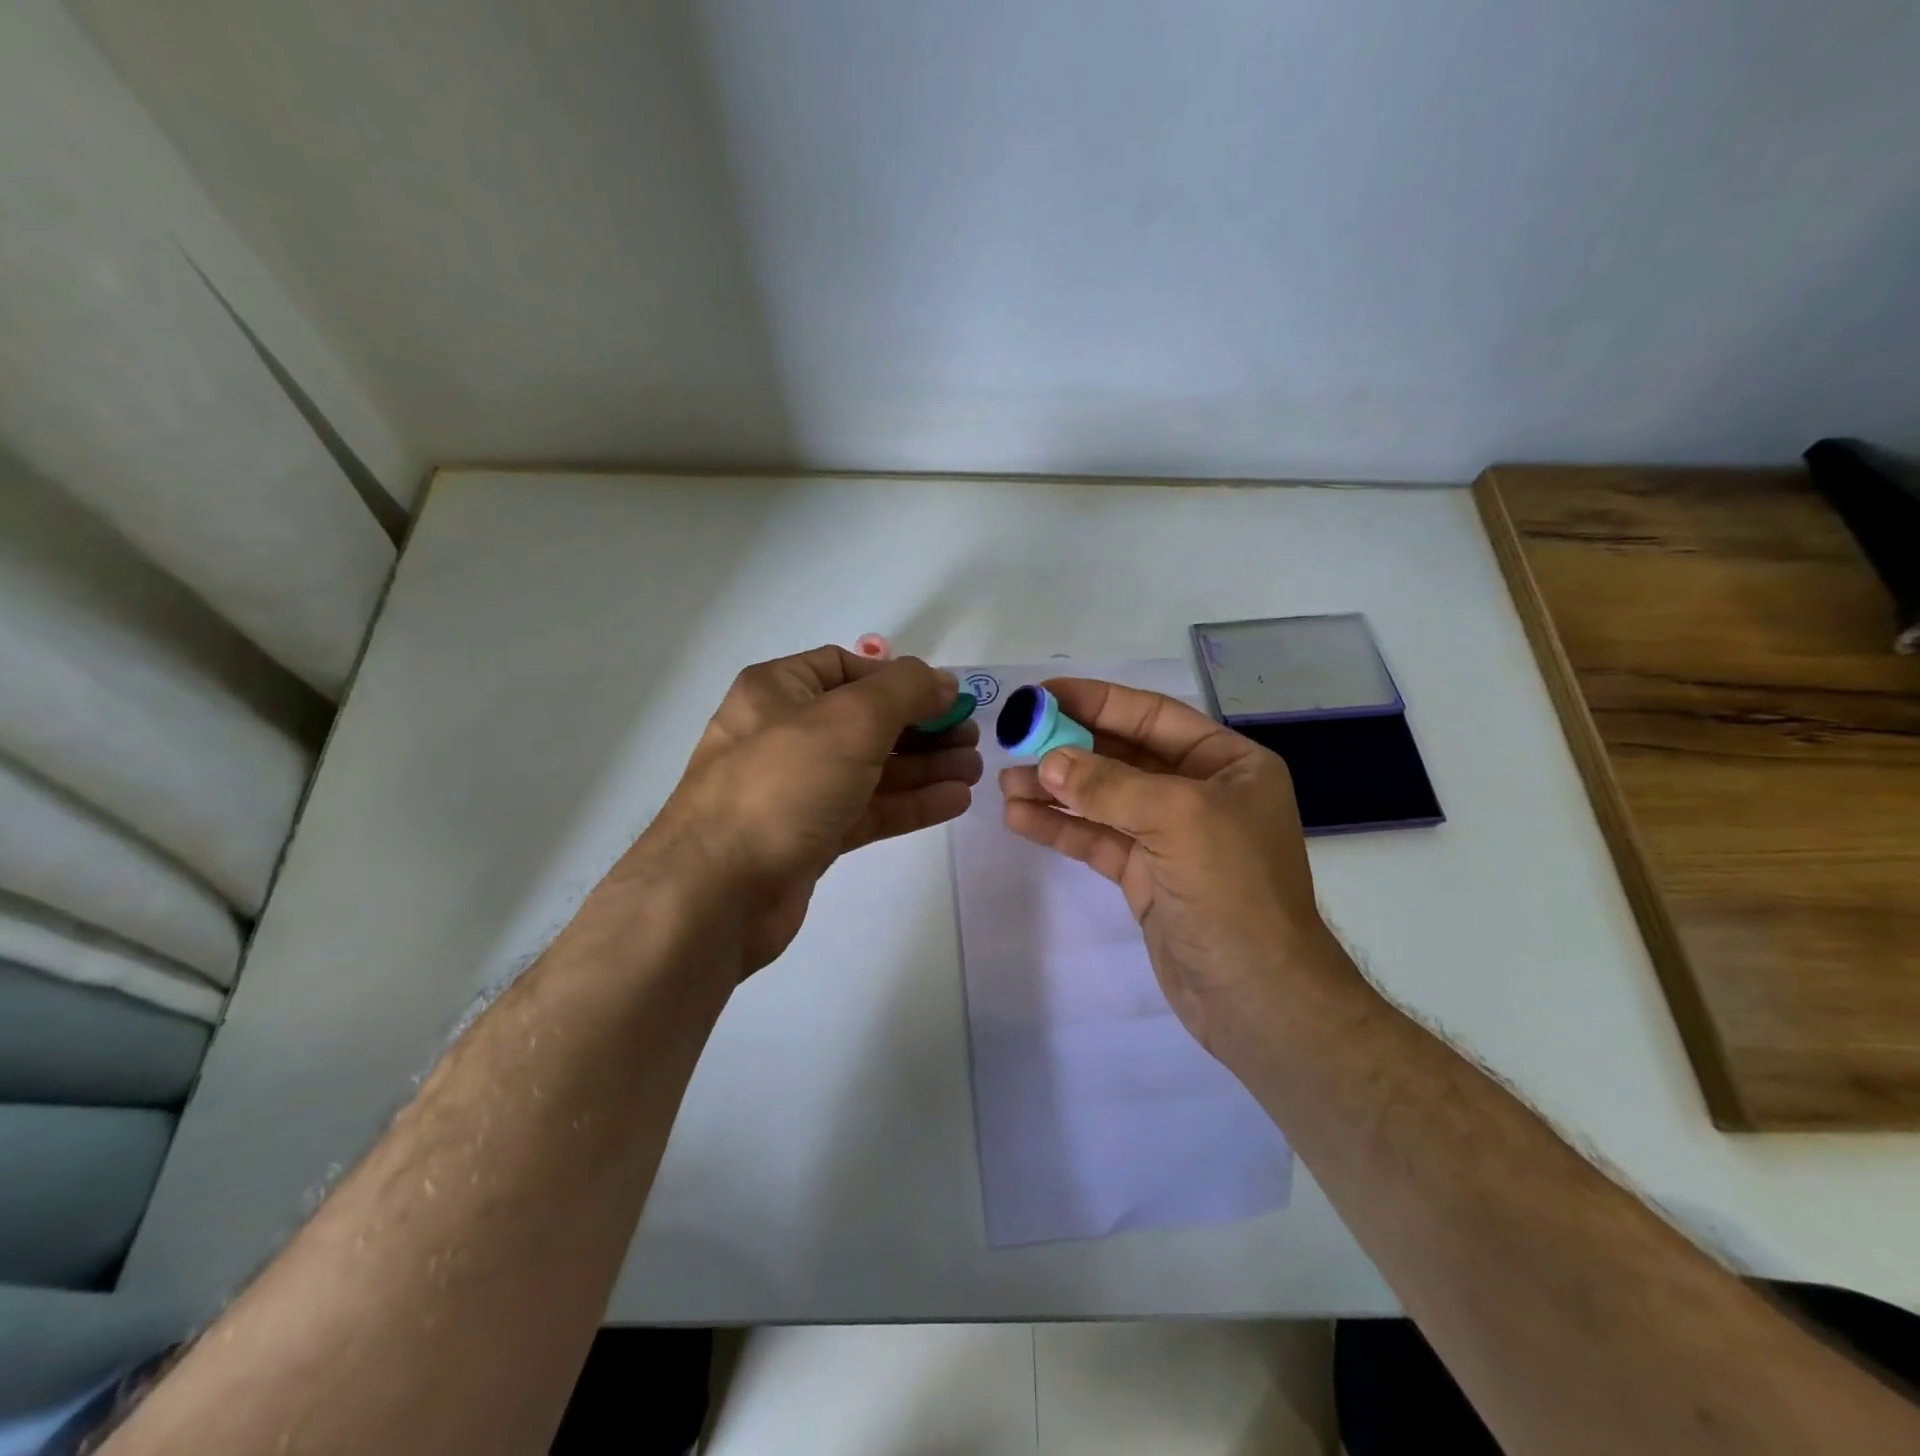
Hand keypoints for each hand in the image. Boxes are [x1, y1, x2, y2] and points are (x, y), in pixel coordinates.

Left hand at [622, 646, 981, 976]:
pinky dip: (909, 803)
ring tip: (973, 770)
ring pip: (871, 769)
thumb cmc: (783, 784)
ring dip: (924, 767)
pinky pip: (867, 810)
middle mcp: (784, 734)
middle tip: (971, 737)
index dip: (899, 679)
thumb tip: (942, 683)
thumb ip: (905, 691)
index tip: (946, 698)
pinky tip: (954, 801)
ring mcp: (796, 789)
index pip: (846, 669)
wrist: (719, 892)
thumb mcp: (851, 719)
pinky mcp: (809, 836)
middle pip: (866, 721)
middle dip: (922, 727)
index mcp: (778, 691)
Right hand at [999, 679, 1357, 1060]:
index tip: (1041, 695)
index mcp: (1227, 763)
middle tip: (1013, 741)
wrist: (1257, 999)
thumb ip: (1109, 785)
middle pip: (1122, 755)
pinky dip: (1060, 828)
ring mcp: (1171, 837)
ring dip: (1055, 790)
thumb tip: (1048, 763)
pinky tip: (1020, 818)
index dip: (1095, 701)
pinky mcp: (1146, 876)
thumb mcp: (1178, 819)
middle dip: (1068, 748)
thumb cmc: (1233, 891)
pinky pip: (1097, 839)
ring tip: (1005, 783)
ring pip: (1102, 799)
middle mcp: (1200, 792)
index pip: (1151, 715)